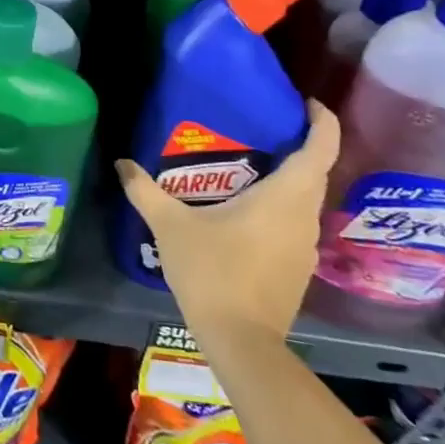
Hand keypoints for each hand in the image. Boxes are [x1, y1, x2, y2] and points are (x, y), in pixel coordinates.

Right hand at [116, 101, 340, 352]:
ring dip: (289, 179)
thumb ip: (145, 191)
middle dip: (299, 146)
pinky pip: (295, 223)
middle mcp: (304, 217)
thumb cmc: (212, 272)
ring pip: (305, 200)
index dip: (321, 121)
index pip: (319, 148)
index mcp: (284, 197)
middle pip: (315, 172)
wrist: (241, 340)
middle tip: (261, 129)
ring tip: (249, 167)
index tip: (306, 103)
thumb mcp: (170, 226)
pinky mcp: (298, 268)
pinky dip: (280, 207)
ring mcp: (305, 245)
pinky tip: (246, 212)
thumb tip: (122, 163)